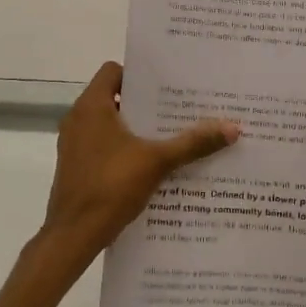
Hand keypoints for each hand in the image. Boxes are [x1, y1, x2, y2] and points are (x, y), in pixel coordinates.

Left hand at [35, 62, 239, 277]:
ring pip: (109, 124)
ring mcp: (73, 144)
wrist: (73, 235)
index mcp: (92, 106)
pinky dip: (124, 148)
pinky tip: (151, 165)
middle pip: (115, 97)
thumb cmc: (111, 186)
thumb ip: (193, 143)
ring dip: (136, 129)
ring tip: (171, 136)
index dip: (139, 74)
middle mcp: (78, 118)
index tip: (167, 85)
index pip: (113, 71)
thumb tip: (233, 128)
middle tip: (179, 109)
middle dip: (146, 104)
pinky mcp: (75, 166)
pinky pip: (103, 146)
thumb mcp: (157, 162)